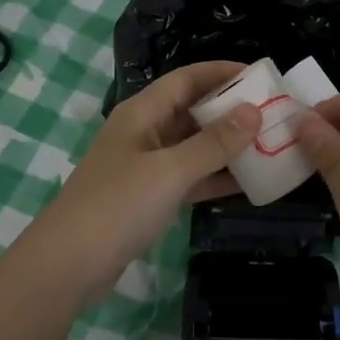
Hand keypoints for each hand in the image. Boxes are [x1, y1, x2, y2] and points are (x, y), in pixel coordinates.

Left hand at [31, 61, 259, 301]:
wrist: (66, 266)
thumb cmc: (117, 206)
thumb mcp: (170, 170)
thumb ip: (214, 143)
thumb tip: (254, 110)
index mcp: (142, 113)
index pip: (187, 78)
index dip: (222, 72)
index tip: (260, 75)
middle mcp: (144, 132)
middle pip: (192, 110)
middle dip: (230, 110)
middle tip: (273, 112)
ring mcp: (145, 167)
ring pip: (193, 146)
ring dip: (227, 146)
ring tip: (269, 144)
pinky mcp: (148, 198)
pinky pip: (189, 177)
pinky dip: (214, 177)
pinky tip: (248, 183)